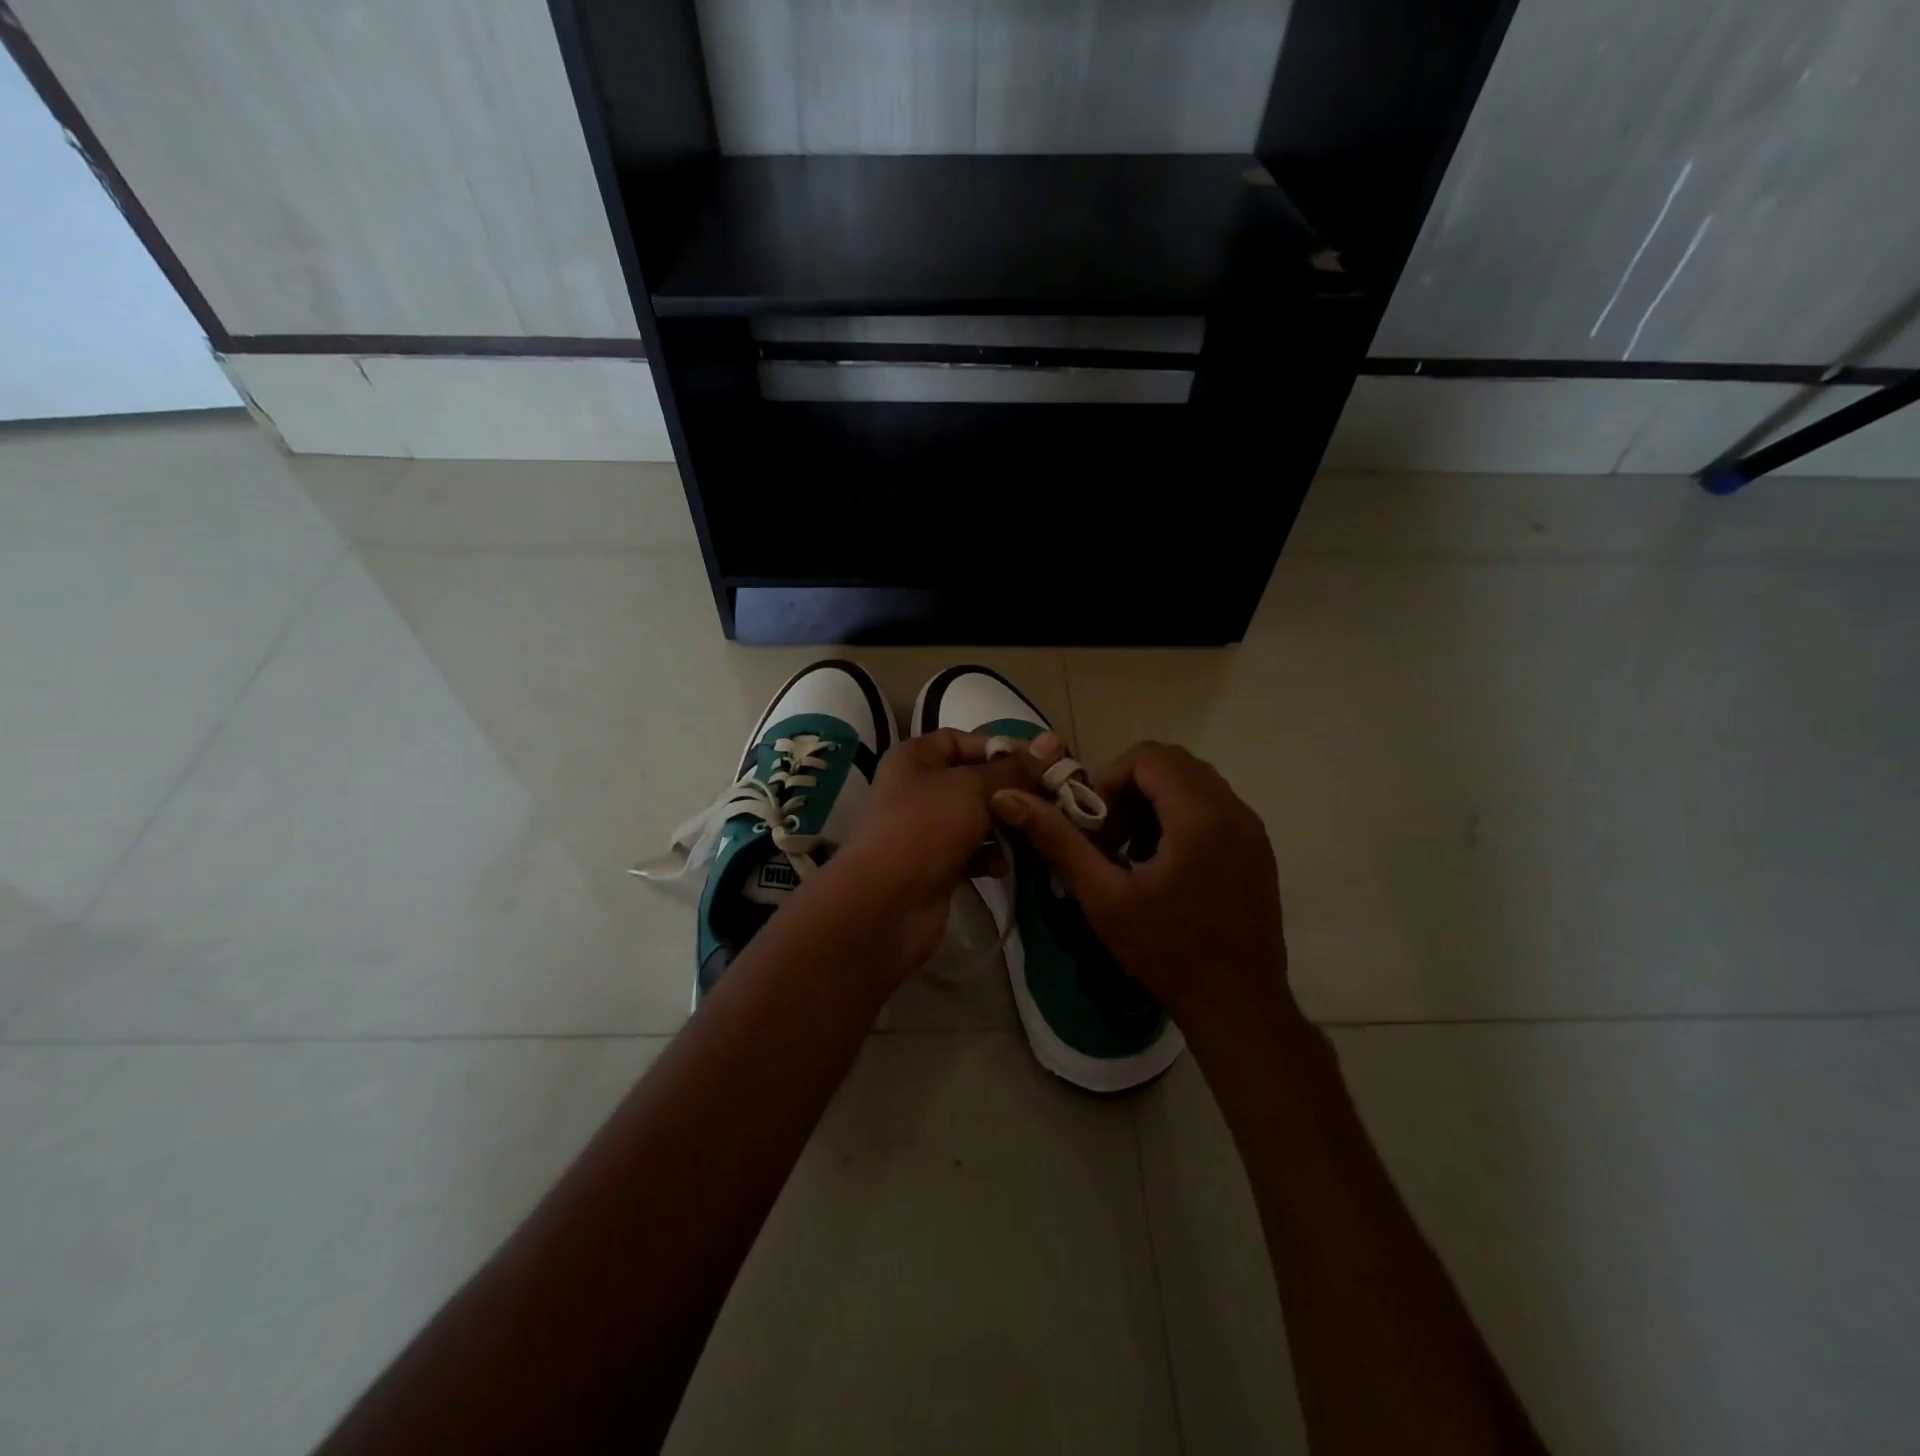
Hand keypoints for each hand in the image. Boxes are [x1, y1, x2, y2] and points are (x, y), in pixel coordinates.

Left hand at [832, 730, 1050, 968]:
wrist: (885, 905)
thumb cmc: (926, 828)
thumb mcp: (973, 788)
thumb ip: (1013, 768)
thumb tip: (1052, 741)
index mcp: (915, 758)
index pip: (962, 740)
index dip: (1000, 748)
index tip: (1042, 762)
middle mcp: (916, 789)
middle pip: (972, 781)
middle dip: (1010, 791)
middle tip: (1051, 799)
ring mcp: (924, 830)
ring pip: (975, 819)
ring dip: (1004, 826)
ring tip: (1035, 832)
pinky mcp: (934, 866)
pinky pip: (970, 853)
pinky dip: (988, 857)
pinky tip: (1004, 867)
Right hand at [990, 741, 1295, 1035]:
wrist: (1238, 1006)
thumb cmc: (1167, 951)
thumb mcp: (1103, 897)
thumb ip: (1057, 840)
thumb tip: (1007, 798)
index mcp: (1198, 815)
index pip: (1149, 757)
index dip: (1111, 779)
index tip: (1096, 824)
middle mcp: (1233, 810)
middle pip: (1174, 764)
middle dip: (1132, 789)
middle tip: (1110, 835)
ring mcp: (1252, 830)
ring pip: (1196, 784)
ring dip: (1157, 802)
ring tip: (1134, 852)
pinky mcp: (1259, 850)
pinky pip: (1216, 808)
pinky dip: (1182, 818)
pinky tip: (1165, 866)